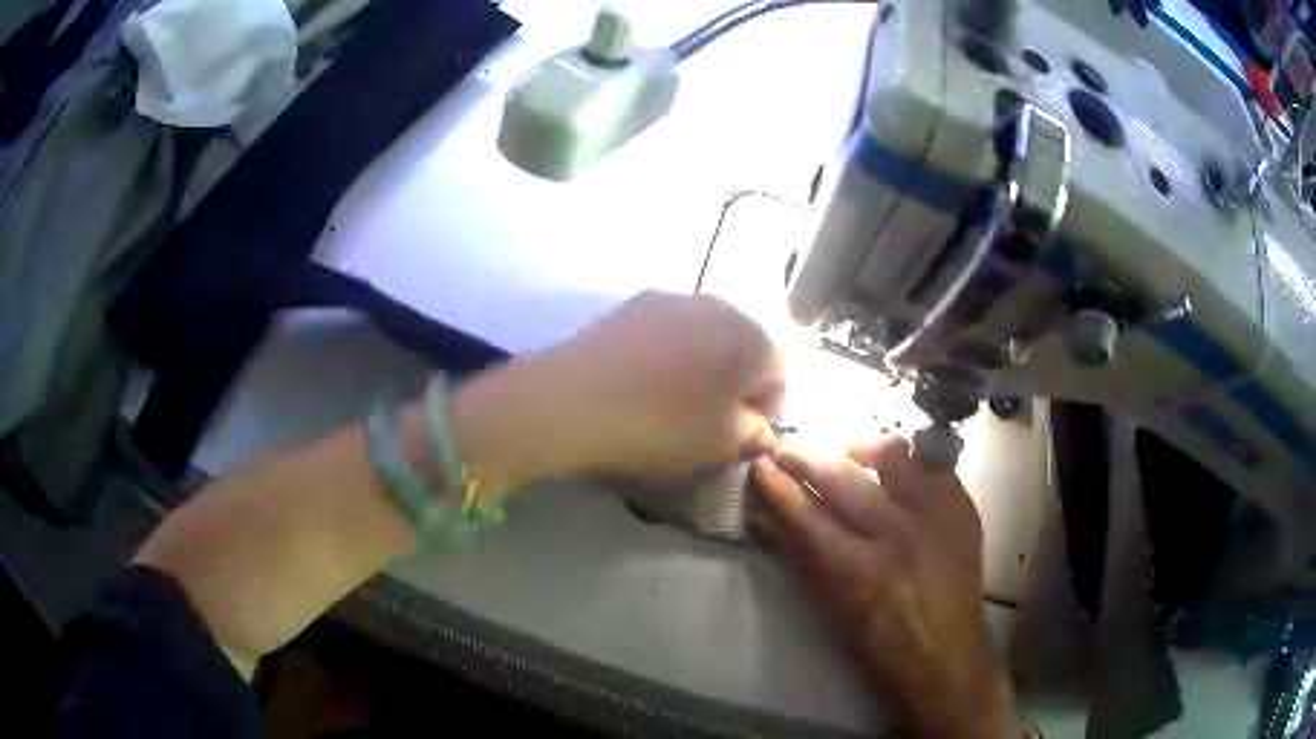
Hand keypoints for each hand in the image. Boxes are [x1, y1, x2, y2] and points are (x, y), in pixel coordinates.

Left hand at [447, 291, 784, 490]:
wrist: (572, 397)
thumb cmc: (659, 424)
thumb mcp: (719, 444)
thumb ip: (754, 434)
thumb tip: (760, 427)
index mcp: (753, 339)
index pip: (785, 372)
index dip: (773, 409)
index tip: (748, 436)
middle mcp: (722, 305)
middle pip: (749, 347)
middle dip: (742, 384)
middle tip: (717, 421)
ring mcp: (676, 298)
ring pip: (711, 335)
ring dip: (708, 366)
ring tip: (679, 401)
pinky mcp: (638, 301)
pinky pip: (674, 328)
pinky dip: (675, 353)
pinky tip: (647, 381)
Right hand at [752, 438, 1017, 738]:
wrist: (946, 655)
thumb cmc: (879, 643)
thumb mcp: (832, 609)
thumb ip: (803, 558)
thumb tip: (772, 514)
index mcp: (858, 571)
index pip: (807, 514)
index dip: (779, 486)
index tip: (760, 465)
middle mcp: (898, 535)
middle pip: (843, 478)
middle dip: (807, 457)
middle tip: (787, 449)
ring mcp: (936, 517)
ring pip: (893, 456)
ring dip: (861, 448)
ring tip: (847, 452)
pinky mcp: (962, 508)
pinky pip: (931, 464)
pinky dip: (908, 462)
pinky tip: (895, 470)